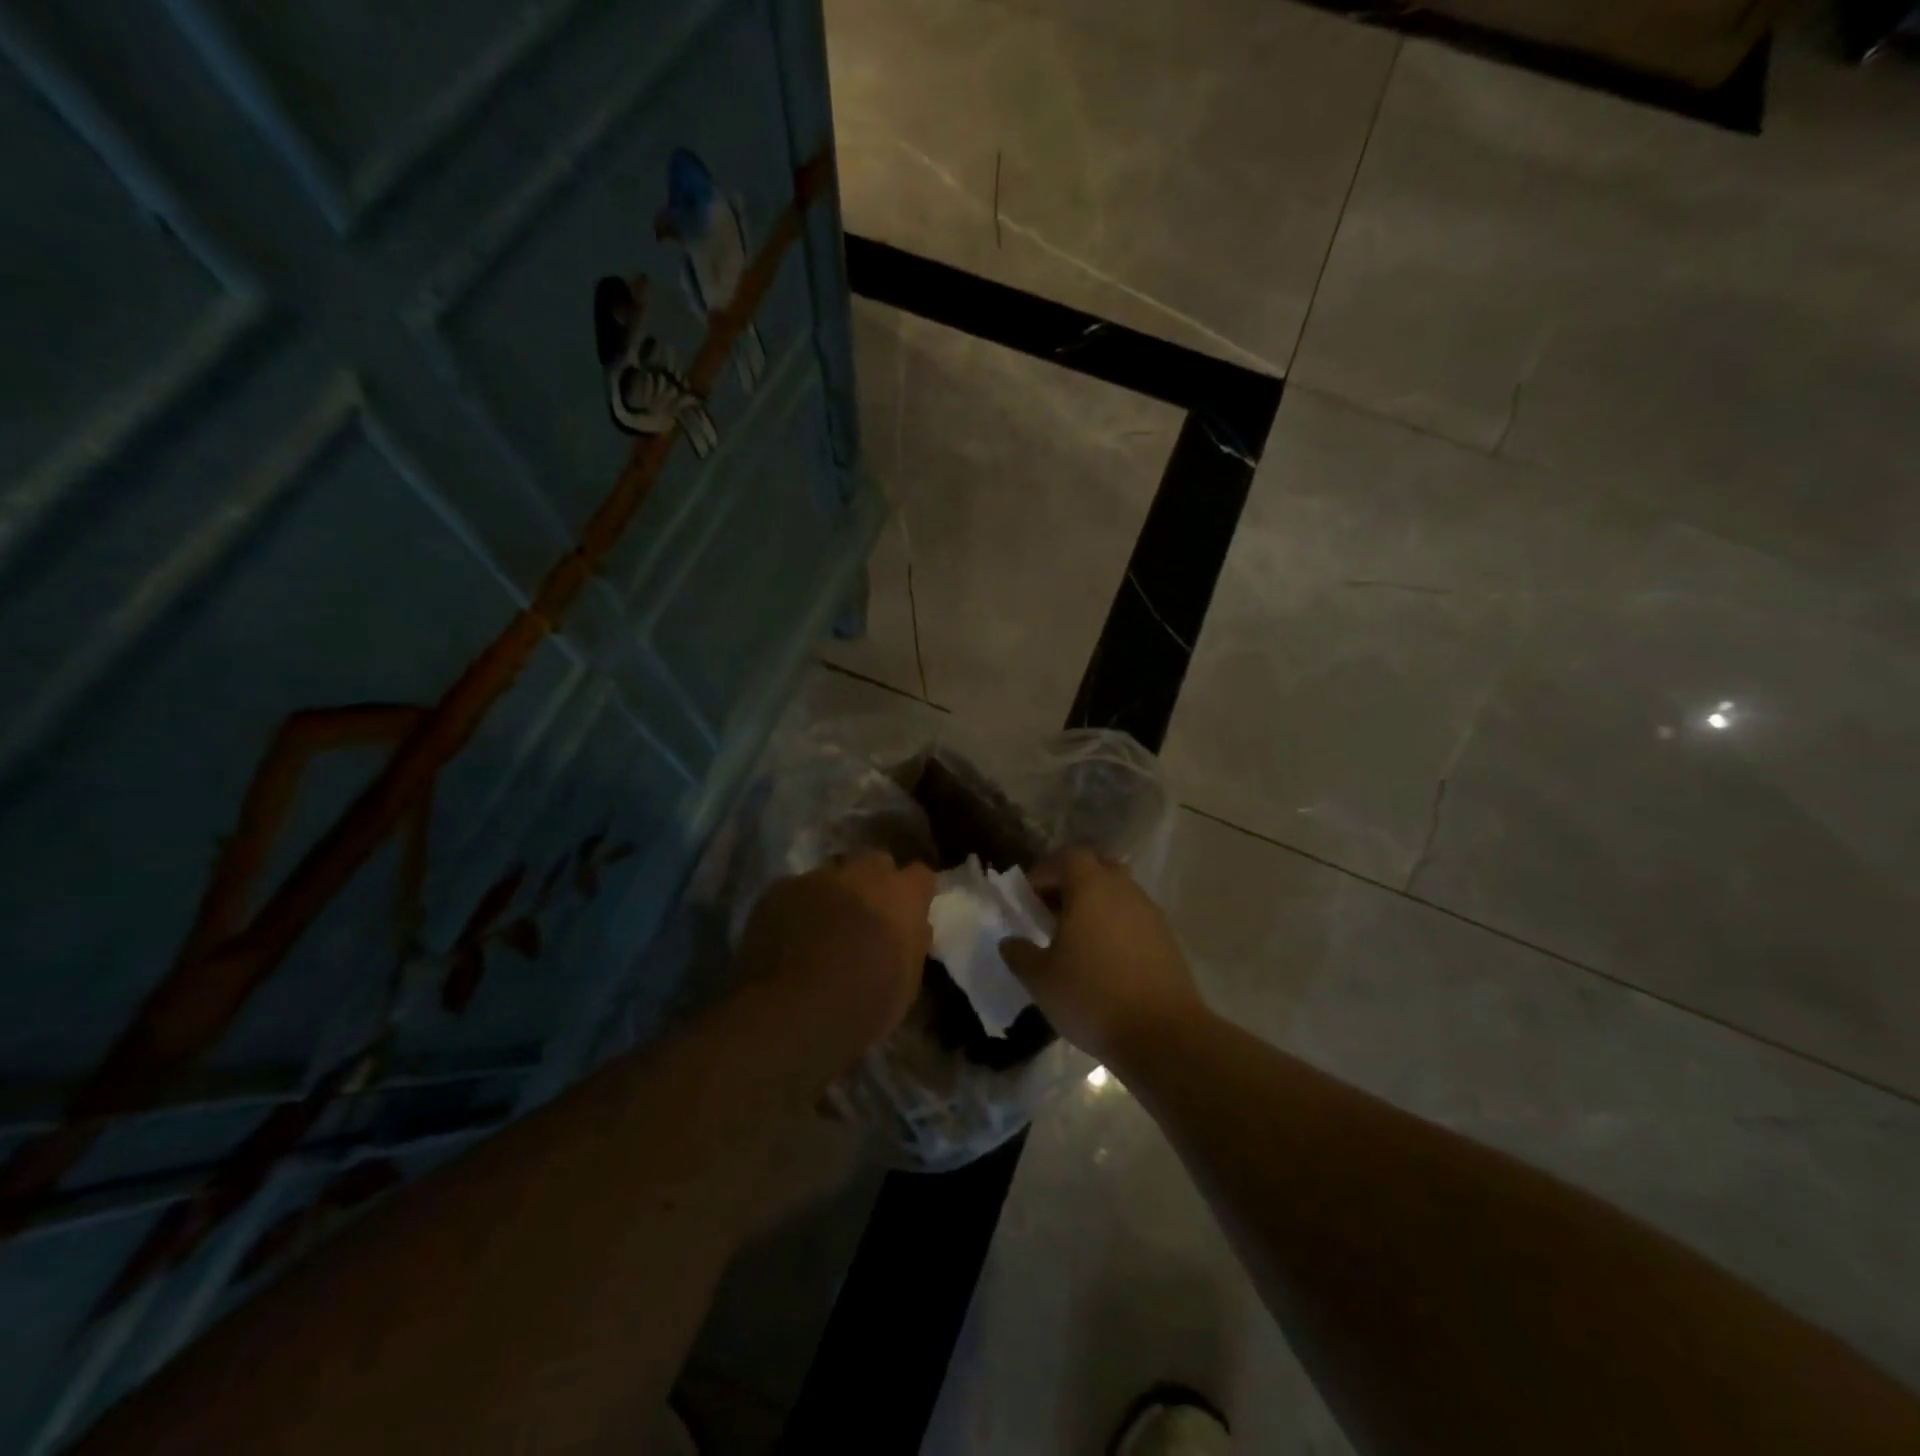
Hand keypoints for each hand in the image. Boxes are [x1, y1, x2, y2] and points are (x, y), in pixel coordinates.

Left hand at [737, 850, 933, 1055]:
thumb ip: (912, 943)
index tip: (909, 912)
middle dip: (873, 882)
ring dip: (833, 893)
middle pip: (875, 862)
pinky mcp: (778, 889)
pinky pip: (794, 890)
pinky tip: (788, 936)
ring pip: (832, 874)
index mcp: (902, 896)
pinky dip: (796, 907)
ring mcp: (817, 878)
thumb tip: (912, 927)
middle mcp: (862, 874)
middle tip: (865, 915)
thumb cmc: (863, 1005)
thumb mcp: (907, 983)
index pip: (920, 874)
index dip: (914, 892)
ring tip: (822, 926)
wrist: (793, 1013)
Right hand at [1000, 847, 1205, 1070]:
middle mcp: (1124, 890)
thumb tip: (1009, 942)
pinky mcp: (1167, 938)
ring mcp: (1150, 913)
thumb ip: (1019, 954)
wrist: (1163, 1034)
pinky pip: (1134, 917)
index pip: (1068, 856)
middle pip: (1097, 867)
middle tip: (1053, 912)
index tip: (1030, 898)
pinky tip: (1104, 959)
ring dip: (1096, 905)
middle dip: (1072, 882)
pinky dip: (1116, 926)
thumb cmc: (1093, 997)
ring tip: (1077, 939)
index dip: (1046, 871)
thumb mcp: (1041, 980)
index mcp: (1091, 887)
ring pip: (1118, 893)